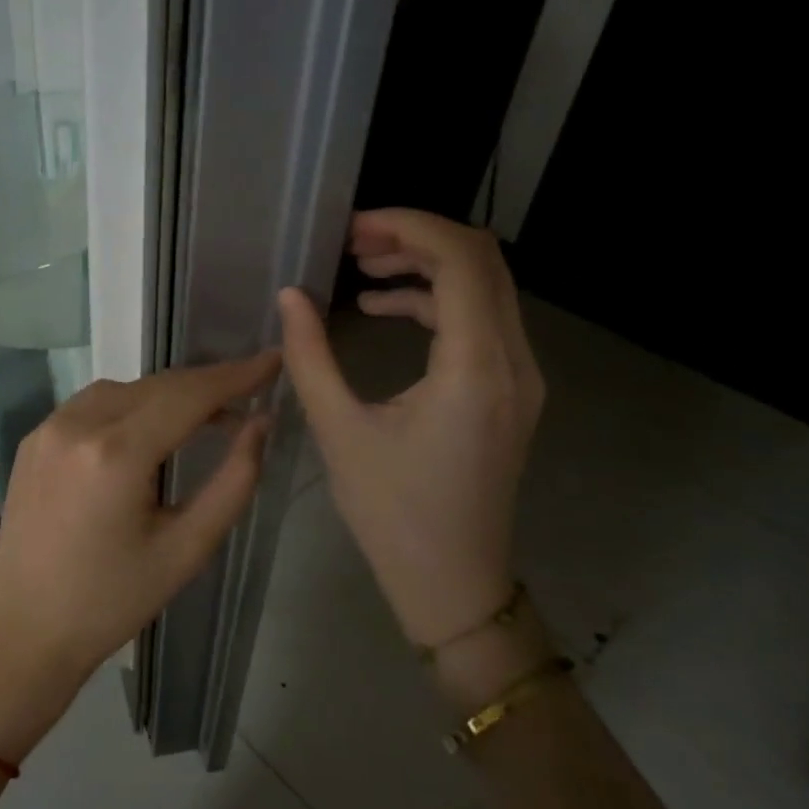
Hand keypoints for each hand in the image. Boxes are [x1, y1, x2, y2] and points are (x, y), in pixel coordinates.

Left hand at [0, 354, 279, 759]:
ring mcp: (47, 428)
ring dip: (165, 395)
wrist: (26, 629)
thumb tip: (260, 423)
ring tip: (202, 418)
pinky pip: (90, 404)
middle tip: (247, 394)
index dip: (235, 375)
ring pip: (122, 389)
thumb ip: (232, 482)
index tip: (272, 360)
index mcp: (115, 453)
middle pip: (156, 386)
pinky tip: (145, 431)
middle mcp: (77, 425)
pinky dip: (127, 406)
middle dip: (204, 385)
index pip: (188, 395)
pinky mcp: (32, 439)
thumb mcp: (186, 550)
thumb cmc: (112, 601)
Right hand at [277, 209, 542, 649]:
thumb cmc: (392, 512)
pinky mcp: (509, 391)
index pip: (461, 260)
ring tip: (363, 270)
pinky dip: (435, 301)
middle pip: (482, 262)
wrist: (453, 581)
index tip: (353, 226)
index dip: (409, 227)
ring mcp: (519, 377)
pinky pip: (481, 320)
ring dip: (426, 267)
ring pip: (485, 287)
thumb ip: (310, 356)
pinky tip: (383, 311)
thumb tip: (289, 296)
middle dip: (417, 238)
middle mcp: (513, 361)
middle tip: (353, 243)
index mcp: (474, 368)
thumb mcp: (339, 430)